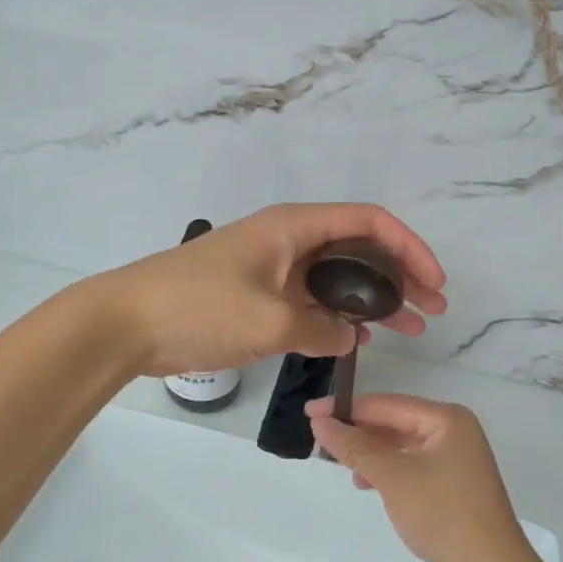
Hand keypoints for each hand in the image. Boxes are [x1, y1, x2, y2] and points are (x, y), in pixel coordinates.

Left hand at [90, 204, 446, 377]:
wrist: (128, 323)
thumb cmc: (199, 306)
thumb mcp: (269, 320)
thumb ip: (320, 328)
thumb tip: (348, 336)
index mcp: (294, 227)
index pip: (369, 222)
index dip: (409, 247)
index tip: (434, 283)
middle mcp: (290, 240)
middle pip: (359, 248)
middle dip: (400, 275)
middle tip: (432, 311)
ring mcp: (275, 268)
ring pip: (339, 278)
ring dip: (376, 299)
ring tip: (412, 329)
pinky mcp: (260, 295)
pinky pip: (314, 299)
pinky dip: (341, 316)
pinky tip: (362, 339)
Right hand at [308, 393, 542, 561]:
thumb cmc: (443, 514)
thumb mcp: (393, 477)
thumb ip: (355, 447)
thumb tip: (320, 422)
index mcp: (446, 419)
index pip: (387, 404)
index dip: (347, 408)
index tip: (310, 413)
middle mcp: (453, 432)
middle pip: (395, 423)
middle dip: (358, 432)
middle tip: (319, 439)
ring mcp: (455, 461)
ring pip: (401, 447)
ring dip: (370, 454)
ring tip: (341, 466)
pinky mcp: (452, 487)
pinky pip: (410, 467)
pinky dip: (387, 472)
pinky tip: (366, 484)